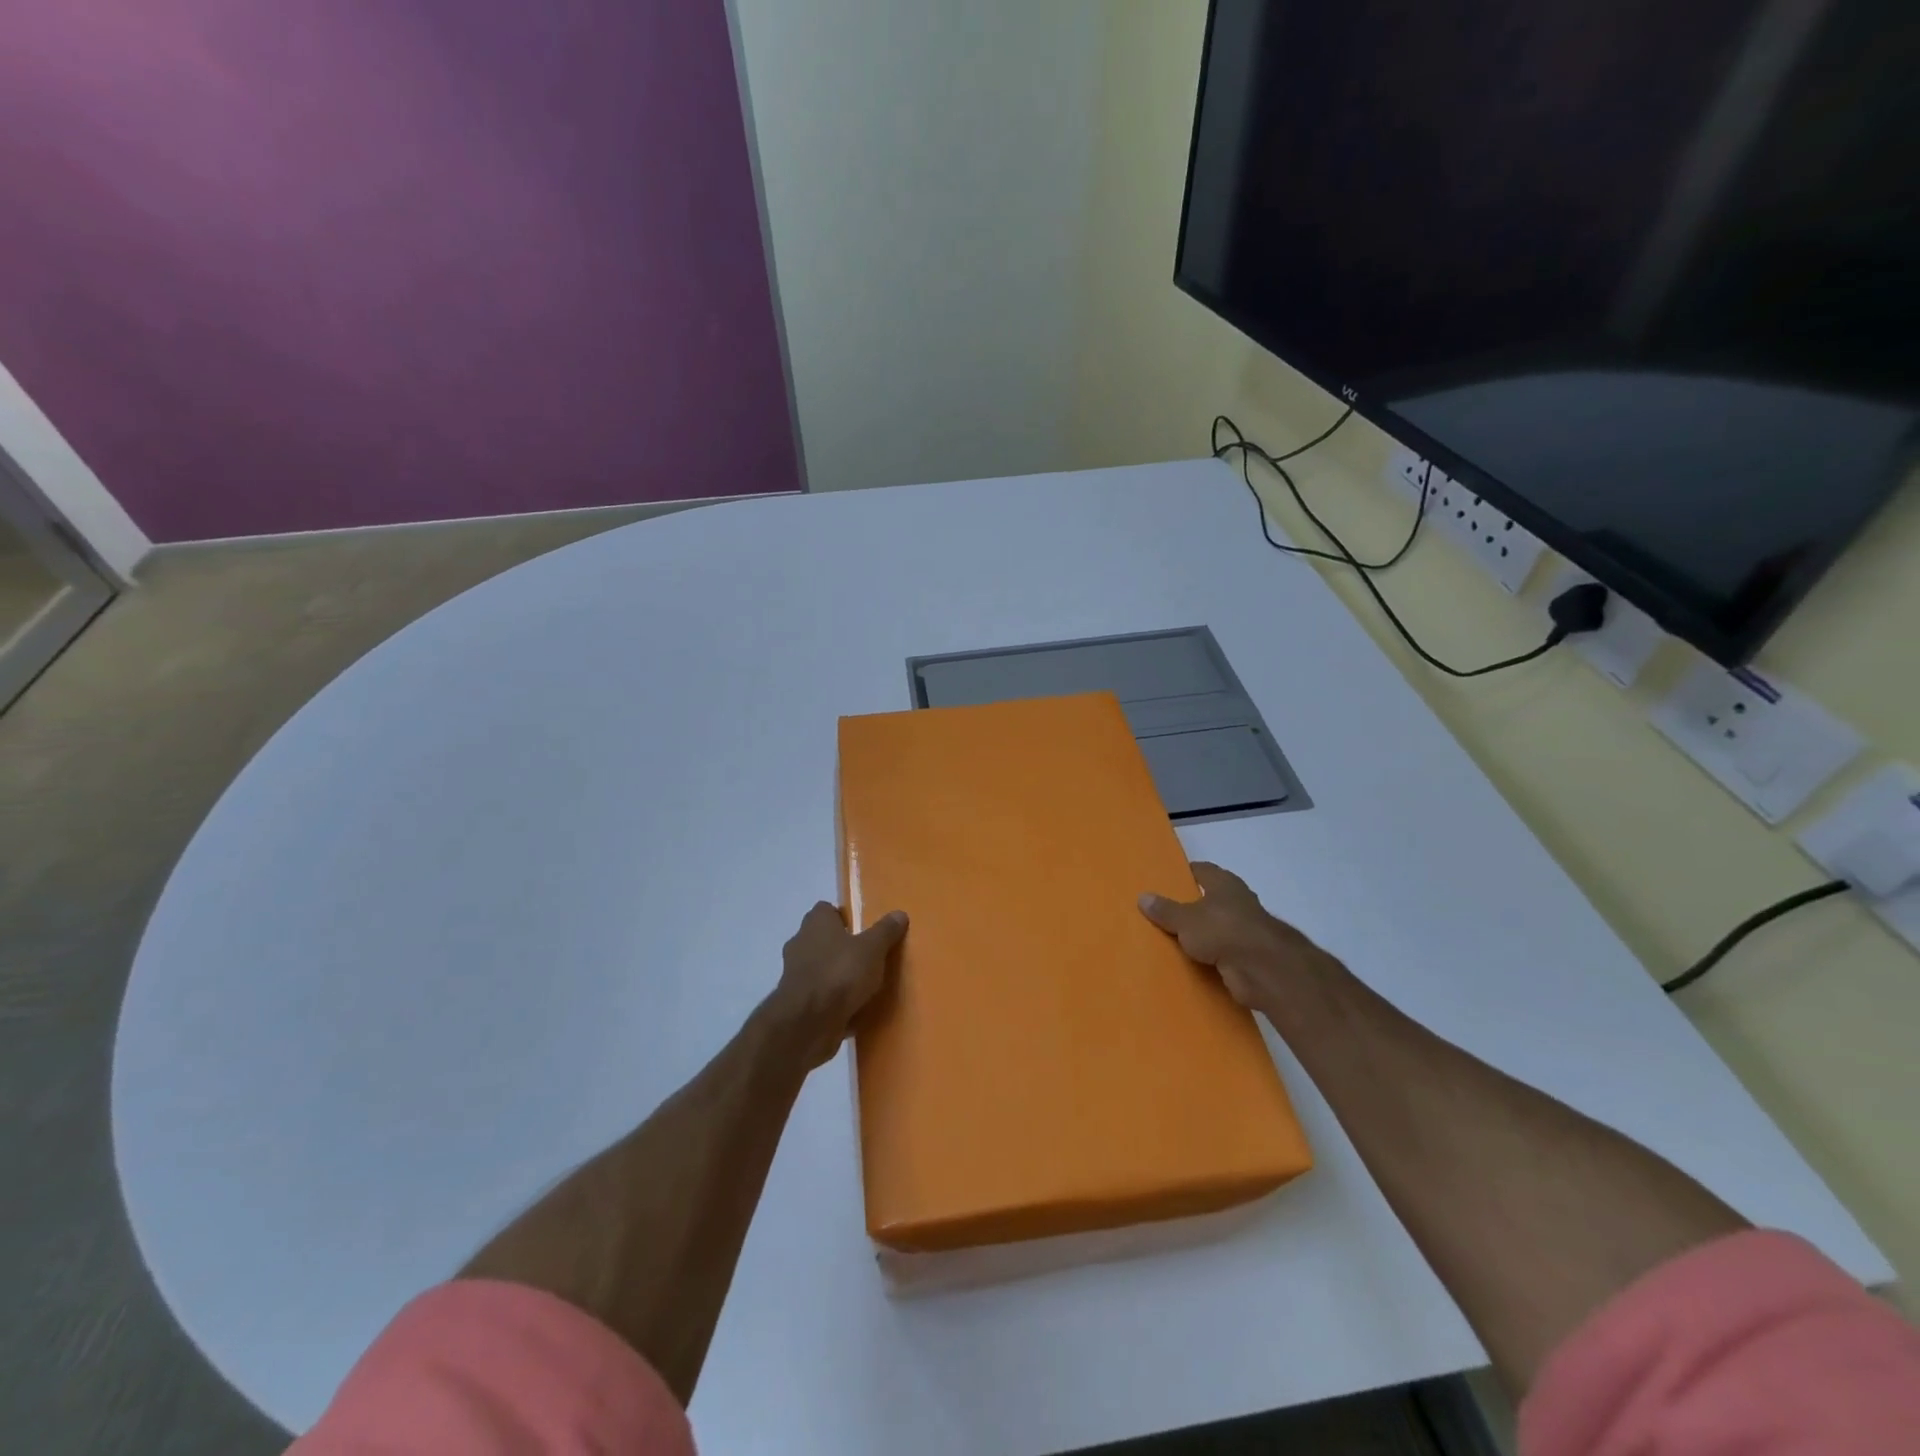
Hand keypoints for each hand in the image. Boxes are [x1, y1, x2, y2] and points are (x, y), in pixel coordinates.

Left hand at [767, 902, 908, 1068]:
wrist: (808, 1023)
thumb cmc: (840, 974)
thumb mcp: (872, 949)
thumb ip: (885, 931)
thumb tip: (899, 913)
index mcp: (815, 923)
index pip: (826, 910)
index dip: (844, 917)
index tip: (863, 929)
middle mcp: (800, 943)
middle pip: (822, 939)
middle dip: (841, 947)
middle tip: (867, 957)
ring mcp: (794, 974)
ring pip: (820, 968)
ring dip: (836, 975)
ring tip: (862, 985)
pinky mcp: (796, 1003)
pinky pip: (818, 996)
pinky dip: (831, 1001)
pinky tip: (852, 1009)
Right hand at [1139, 862, 1330, 1015]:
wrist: (1263, 969)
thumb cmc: (1223, 930)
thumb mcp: (1185, 919)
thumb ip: (1165, 909)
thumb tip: (1143, 896)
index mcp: (1224, 884)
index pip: (1202, 870)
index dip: (1184, 874)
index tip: (1164, 880)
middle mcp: (1237, 902)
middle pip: (1210, 899)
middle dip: (1190, 906)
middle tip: (1161, 911)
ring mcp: (1245, 930)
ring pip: (1215, 928)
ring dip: (1200, 934)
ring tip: (1170, 939)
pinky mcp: (1247, 957)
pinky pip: (1220, 953)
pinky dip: (1208, 957)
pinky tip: (1188, 962)